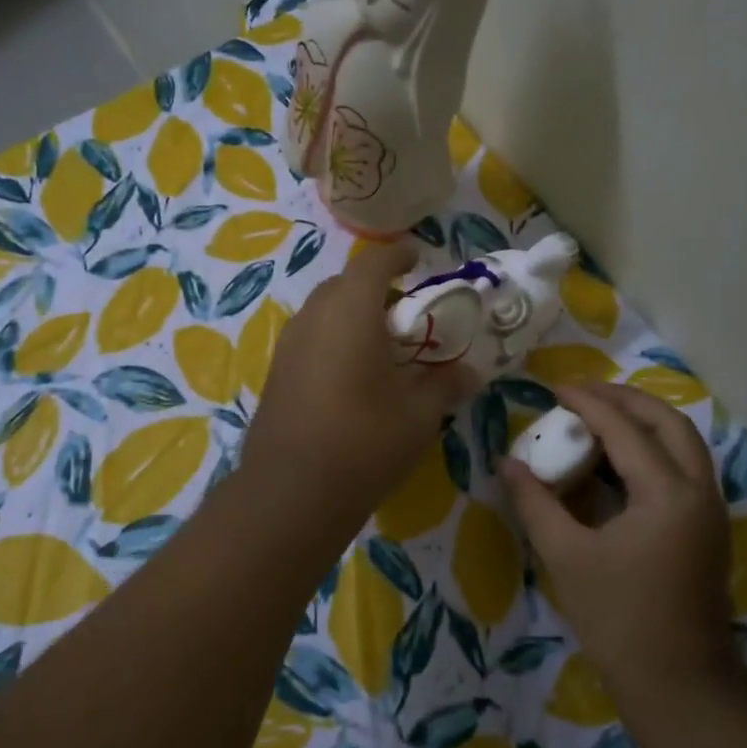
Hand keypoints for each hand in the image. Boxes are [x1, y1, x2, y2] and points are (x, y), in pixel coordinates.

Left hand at [242, 241, 478, 522]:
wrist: (291, 493)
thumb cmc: (364, 443)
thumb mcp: (419, 415)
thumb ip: (445, 384)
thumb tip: (470, 372)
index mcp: (350, 312)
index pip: (373, 263)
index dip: (397, 255)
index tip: (417, 258)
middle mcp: (313, 318)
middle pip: (345, 285)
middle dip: (376, 289)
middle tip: (406, 313)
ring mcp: (288, 346)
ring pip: (323, 312)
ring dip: (352, 315)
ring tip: (382, 346)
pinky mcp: (276, 374)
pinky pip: (310, 338)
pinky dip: (334, 340)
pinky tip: (352, 375)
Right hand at [501, 382, 737, 694]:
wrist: (679, 686)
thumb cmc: (619, 620)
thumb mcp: (566, 557)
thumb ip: (535, 503)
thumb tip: (507, 463)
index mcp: (668, 493)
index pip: (624, 429)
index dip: (587, 402)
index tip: (553, 388)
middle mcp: (699, 491)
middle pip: (668, 422)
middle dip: (624, 399)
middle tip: (581, 394)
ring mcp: (710, 511)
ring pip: (682, 443)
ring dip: (642, 421)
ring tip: (597, 417)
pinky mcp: (707, 530)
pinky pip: (683, 468)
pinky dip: (651, 450)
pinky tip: (617, 461)